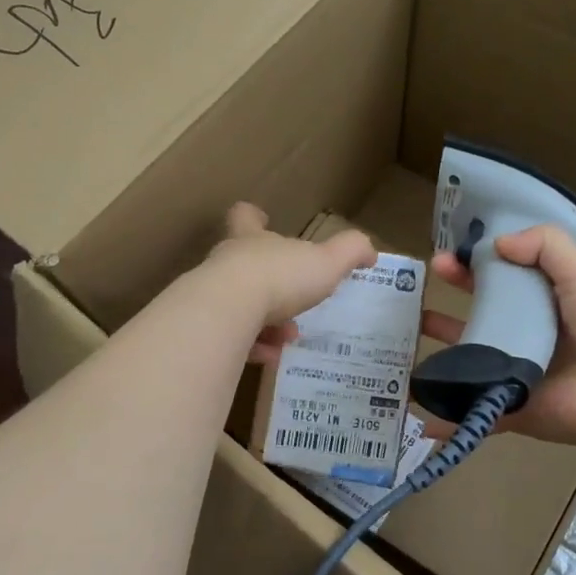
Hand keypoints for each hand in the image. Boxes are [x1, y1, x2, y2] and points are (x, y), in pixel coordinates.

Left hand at [205, 203, 375, 363]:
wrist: (228, 311)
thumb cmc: (279, 276)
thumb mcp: (327, 261)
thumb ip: (350, 252)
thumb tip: (369, 251)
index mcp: (252, 239)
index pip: (246, 217)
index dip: (253, 217)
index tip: (261, 218)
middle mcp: (226, 262)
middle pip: (242, 265)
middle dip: (269, 284)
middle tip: (293, 302)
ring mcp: (210, 294)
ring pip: (237, 305)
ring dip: (264, 322)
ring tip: (287, 339)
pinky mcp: (205, 326)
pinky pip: (229, 337)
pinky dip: (250, 347)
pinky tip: (270, 357)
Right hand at [425, 225, 575, 449]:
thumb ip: (546, 246)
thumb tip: (496, 242)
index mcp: (549, 302)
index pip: (504, 278)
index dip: (475, 265)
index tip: (447, 255)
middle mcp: (529, 335)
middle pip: (481, 314)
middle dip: (450, 299)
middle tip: (420, 282)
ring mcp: (515, 373)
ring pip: (469, 358)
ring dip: (439, 348)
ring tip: (406, 332)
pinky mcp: (508, 406)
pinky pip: (471, 408)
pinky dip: (444, 414)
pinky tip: (415, 407)